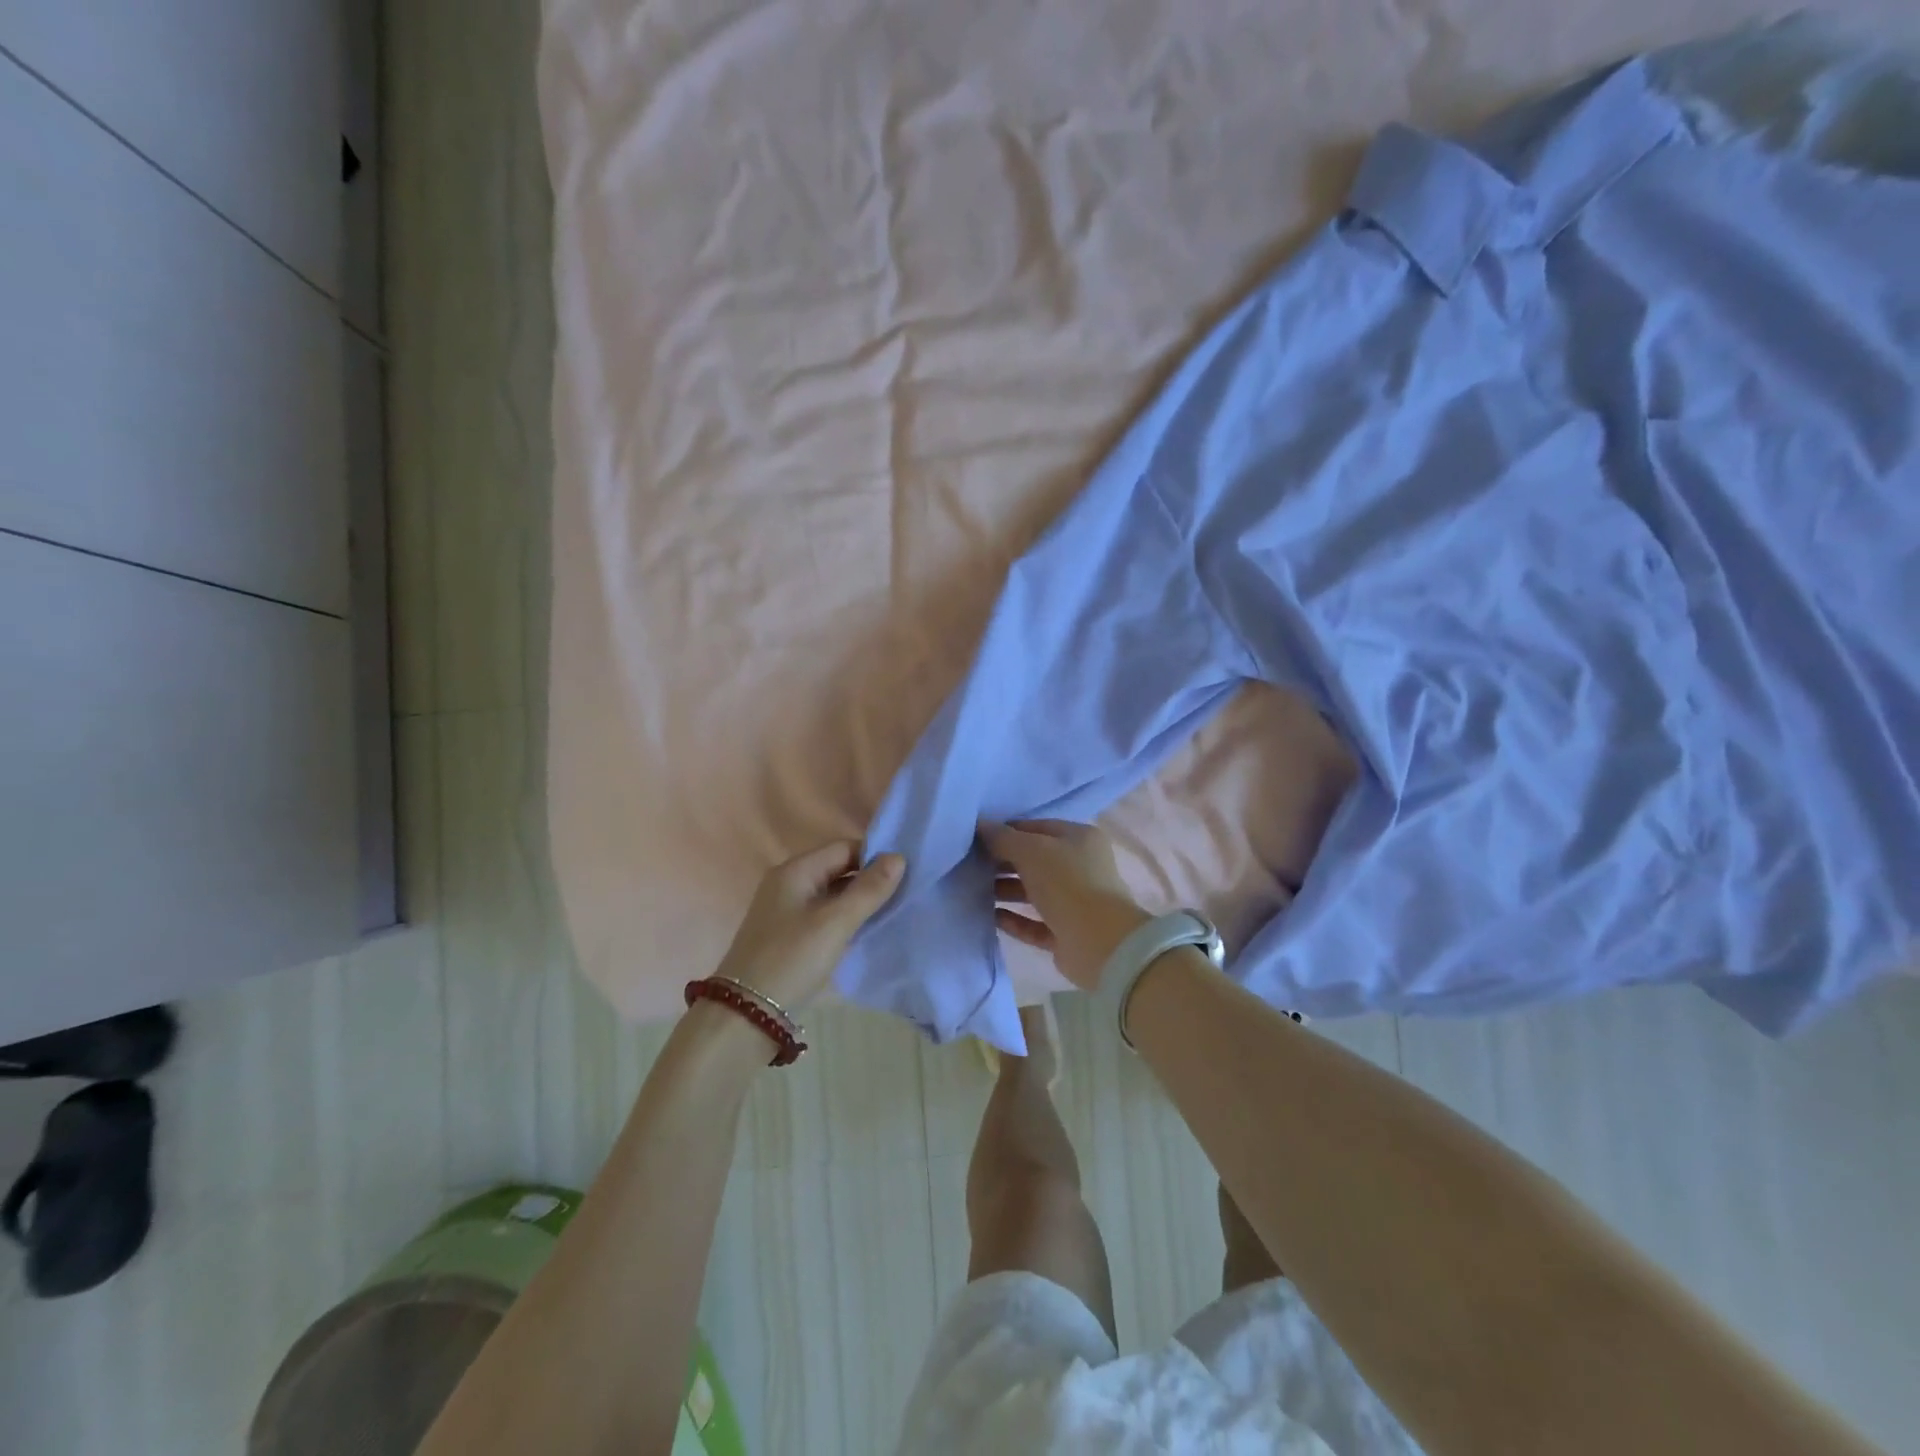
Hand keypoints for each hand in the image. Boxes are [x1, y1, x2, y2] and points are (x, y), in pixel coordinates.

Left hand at [712, 842, 904, 1008]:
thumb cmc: (792, 959)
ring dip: (858, 900)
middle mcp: (788, 882)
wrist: (746, 1014)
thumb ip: (869, 890)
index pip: (844, 847)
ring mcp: (785, 908)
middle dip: (869, 879)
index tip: (905, 874)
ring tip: (891, 911)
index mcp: (796, 870)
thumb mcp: (836, 923)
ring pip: (832, 893)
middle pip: (837, 868)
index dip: (875, 857)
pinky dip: (844, 917)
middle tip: (904, 894)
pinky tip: (864, 930)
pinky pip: (823, 913)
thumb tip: (899, 857)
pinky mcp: (787, 933)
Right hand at [981, 820, 1150, 991]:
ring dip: (1004, 890)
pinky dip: (1013, 919)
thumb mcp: (1032, 851)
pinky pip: (1033, 922)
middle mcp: (1079, 867)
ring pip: (1032, 892)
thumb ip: (1003, 838)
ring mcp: (1074, 902)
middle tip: (969, 865)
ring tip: (972, 890)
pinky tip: (989, 916)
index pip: (1036, 828)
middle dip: (1002, 862)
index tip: (975, 839)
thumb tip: (980, 826)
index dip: (1006, 831)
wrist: (1100, 943)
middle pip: (1033, 860)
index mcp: (1079, 839)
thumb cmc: (1068, 884)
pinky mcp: (1065, 933)